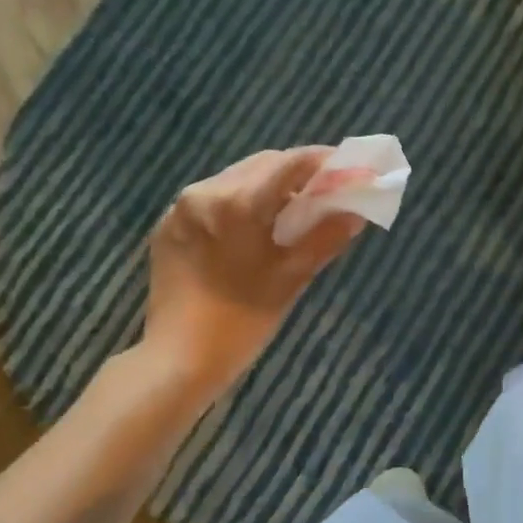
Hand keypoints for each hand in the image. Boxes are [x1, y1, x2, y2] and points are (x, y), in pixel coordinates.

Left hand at [143, 148, 366, 395]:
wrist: (177, 361)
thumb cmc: (241, 323)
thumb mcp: (291, 279)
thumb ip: (325, 238)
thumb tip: (355, 213)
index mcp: (237, 203)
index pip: (290, 163)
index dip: (323, 161)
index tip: (348, 166)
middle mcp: (205, 192)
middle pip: (261, 165)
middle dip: (296, 172)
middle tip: (324, 191)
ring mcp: (180, 208)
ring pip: (235, 179)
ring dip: (266, 186)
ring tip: (291, 210)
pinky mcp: (167, 226)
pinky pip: (211, 200)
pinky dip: (238, 203)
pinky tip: (253, 228)